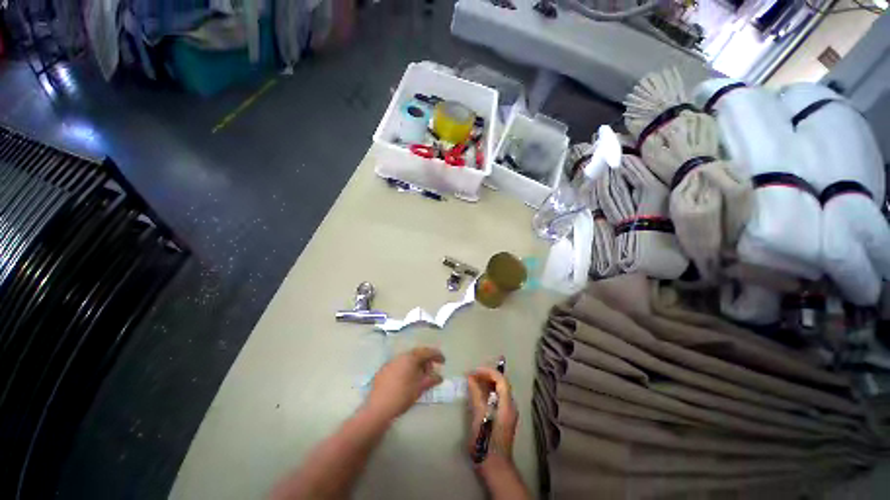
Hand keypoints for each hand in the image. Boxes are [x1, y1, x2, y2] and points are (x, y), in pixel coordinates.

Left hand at [364, 347, 444, 421]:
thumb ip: (431, 379)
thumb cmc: (402, 396)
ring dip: (416, 365)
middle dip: (426, 361)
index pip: (427, 352)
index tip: (443, 361)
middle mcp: (400, 356)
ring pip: (407, 360)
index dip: (437, 355)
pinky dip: (406, 369)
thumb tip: (439, 376)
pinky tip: (407, 380)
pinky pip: (399, 365)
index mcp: (410, 357)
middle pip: (417, 354)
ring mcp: (391, 362)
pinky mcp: (383, 370)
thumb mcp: (420, 388)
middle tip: (431, 371)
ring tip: (420, 377)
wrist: (378, 408)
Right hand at [466, 366, 517, 473]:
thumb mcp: (479, 416)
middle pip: (501, 383)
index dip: (487, 372)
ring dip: (486, 383)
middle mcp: (510, 405)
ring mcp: (508, 412)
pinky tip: (478, 393)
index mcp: (507, 405)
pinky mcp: (503, 417)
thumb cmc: (486, 441)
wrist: (495, 467)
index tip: (474, 371)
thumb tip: (470, 377)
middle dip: (486, 375)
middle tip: (472, 375)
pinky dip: (488, 391)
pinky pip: (497, 397)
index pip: (501, 379)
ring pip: (499, 390)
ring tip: (472, 381)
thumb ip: (476, 395)